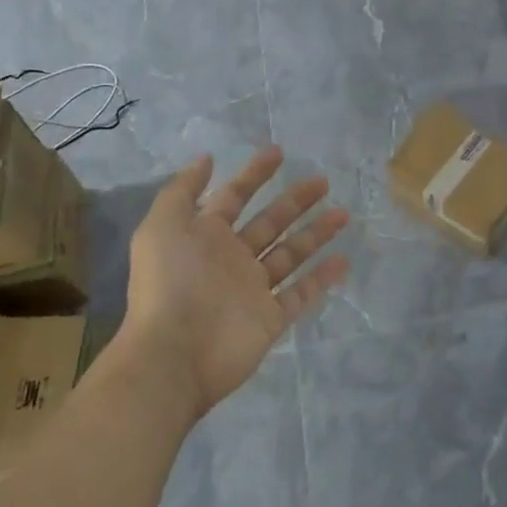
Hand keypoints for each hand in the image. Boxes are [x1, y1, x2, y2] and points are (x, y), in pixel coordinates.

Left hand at [121, 148, 350, 419]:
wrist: (174, 354)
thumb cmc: (169, 283)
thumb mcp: (162, 225)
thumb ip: (183, 189)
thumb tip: (207, 159)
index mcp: (206, 235)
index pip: (235, 196)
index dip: (255, 174)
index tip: (279, 152)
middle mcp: (231, 258)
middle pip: (270, 222)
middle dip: (295, 201)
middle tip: (322, 182)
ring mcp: (252, 289)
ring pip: (290, 254)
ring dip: (315, 234)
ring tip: (343, 214)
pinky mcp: (270, 318)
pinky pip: (300, 294)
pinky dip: (321, 278)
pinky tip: (343, 260)